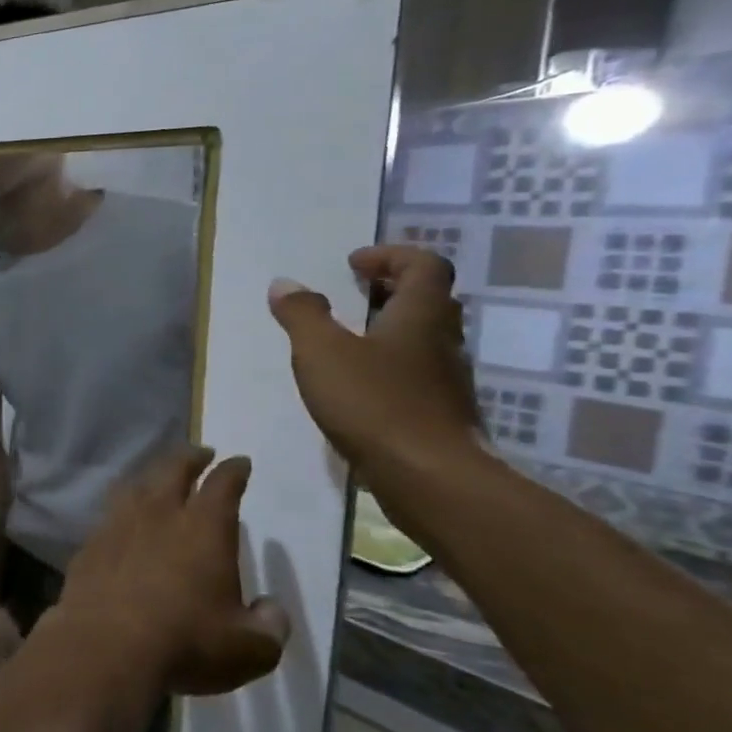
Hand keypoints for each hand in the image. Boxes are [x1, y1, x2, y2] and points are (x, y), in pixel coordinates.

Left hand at [56, 446, 287, 695]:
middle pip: (173, 470)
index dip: (233, 471)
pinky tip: (122, 523)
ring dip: (150, 477)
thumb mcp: (249, 648)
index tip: (239, 462)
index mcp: (204, 529)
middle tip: (200, 453)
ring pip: (134, 487)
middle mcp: (159, 515)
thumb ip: (269, 626)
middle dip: (190, 458)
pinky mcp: (89, 545)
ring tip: (157, 479)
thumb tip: (272, 610)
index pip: (223, 485)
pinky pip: (108, 517)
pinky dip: (121, 512)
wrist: (105, 645)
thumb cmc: (187, 642)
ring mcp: (117, 526)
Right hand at [268, 246, 484, 491]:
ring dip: (390, 326)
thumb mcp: (322, 353)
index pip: (424, 266)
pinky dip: (389, 362)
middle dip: (392, 288)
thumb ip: (302, 315)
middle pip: (429, 300)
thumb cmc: (374, 403)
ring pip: (423, 337)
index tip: (353, 263)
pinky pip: (416, 370)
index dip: (391, 256)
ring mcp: (445, 379)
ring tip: (347, 336)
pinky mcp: (438, 411)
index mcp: (420, 317)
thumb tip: (286, 283)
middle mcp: (442, 341)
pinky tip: (357, 382)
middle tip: (353, 292)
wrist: (429, 476)